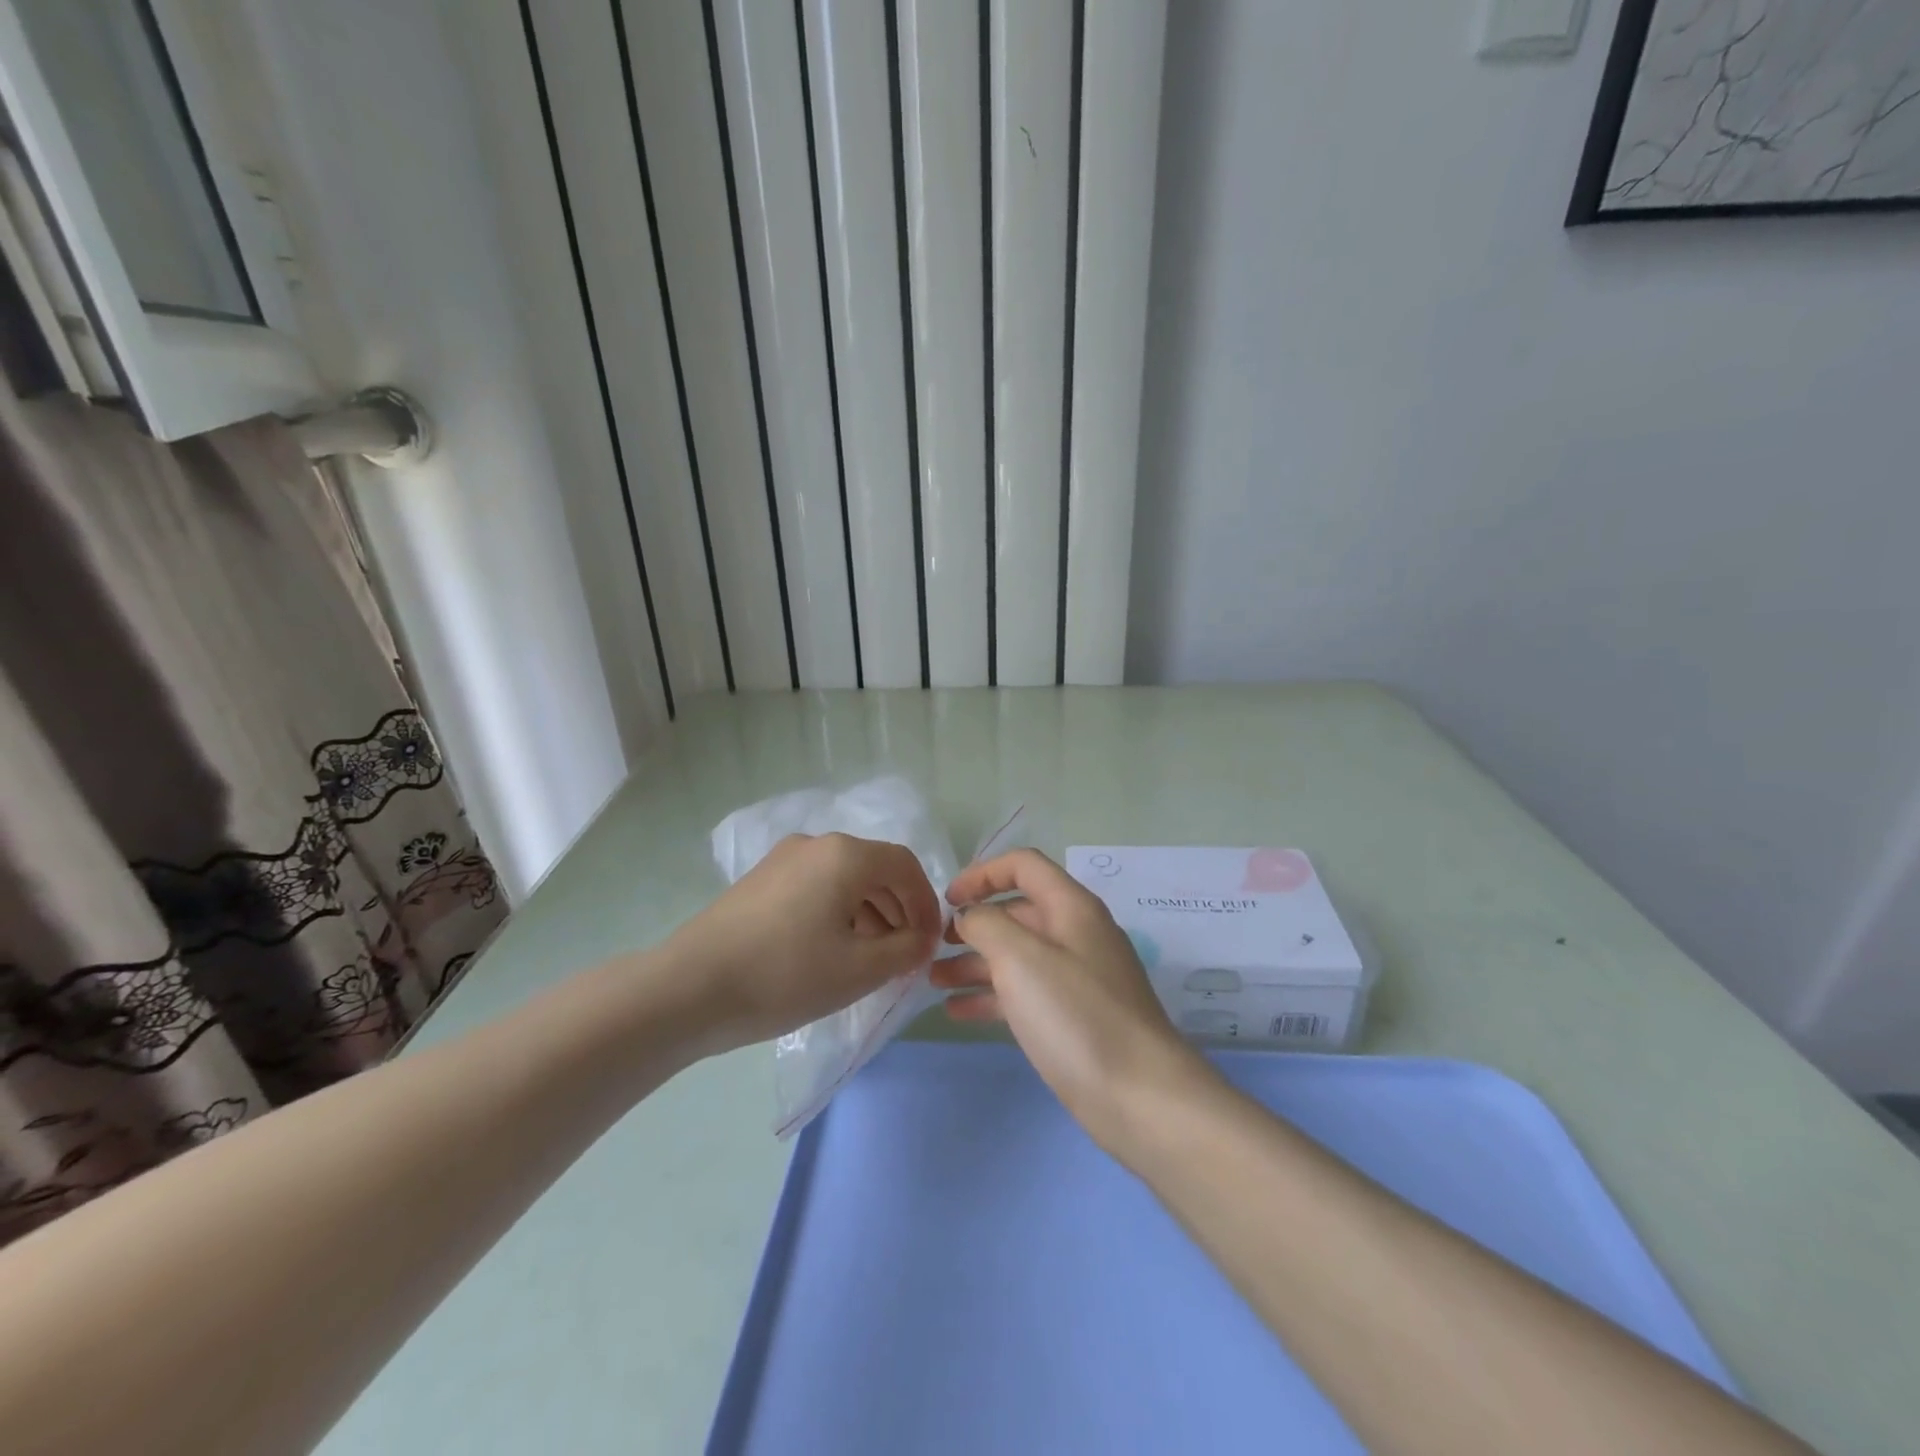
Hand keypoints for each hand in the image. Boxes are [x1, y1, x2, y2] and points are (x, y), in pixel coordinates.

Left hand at [668, 833, 942, 1050]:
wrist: (688, 990)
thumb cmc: (785, 976)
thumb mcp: (860, 970)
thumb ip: (905, 950)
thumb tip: (922, 938)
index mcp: (845, 855)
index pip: (905, 866)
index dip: (926, 904)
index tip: (930, 944)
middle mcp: (815, 844)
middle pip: (875, 869)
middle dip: (898, 910)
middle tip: (903, 955)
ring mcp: (782, 859)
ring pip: (844, 879)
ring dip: (869, 913)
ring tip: (870, 959)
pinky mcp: (760, 880)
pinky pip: (816, 887)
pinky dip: (837, 912)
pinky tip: (831, 950)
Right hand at [936, 848, 1213, 1150]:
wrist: (1139, 1096)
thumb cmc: (1076, 1015)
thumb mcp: (1021, 958)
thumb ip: (987, 924)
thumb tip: (970, 915)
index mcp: (1072, 907)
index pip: (1023, 865)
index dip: (982, 874)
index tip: (947, 900)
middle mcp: (1076, 934)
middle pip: (1017, 912)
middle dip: (973, 924)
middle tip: (934, 946)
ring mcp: (1077, 977)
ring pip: (1017, 956)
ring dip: (974, 962)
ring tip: (933, 981)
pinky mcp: (1074, 1017)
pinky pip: (1024, 993)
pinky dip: (990, 996)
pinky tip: (957, 1012)